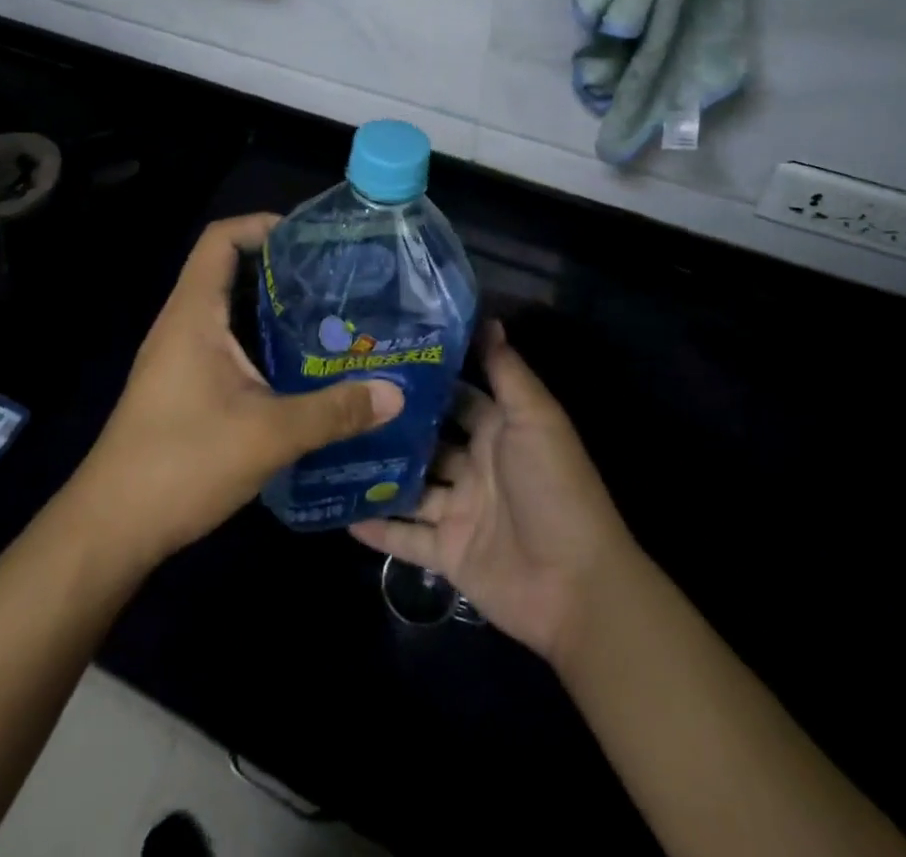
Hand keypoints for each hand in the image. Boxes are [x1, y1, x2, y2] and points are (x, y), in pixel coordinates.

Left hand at [70, 214, 405, 567]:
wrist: (111, 528)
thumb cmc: (182, 463)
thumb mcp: (268, 436)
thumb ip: (333, 412)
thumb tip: (395, 394)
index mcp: (193, 314)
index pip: (220, 239)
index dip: (261, 225)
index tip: (310, 239)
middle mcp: (183, 325)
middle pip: (230, 271)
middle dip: (281, 269)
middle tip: (336, 281)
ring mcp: (179, 357)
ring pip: (230, 312)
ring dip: (274, 310)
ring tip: (329, 319)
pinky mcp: (184, 387)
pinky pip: (227, 345)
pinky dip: (262, 343)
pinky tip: (299, 370)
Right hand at [352, 323, 633, 665]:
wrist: (576, 586)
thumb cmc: (554, 488)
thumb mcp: (534, 418)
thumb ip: (507, 372)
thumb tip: (488, 319)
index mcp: (499, 432)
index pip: (457, 396)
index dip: (427, 378)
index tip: (382, 355)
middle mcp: (477, 467)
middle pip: (427, 440)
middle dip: (393, 423)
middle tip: (342, 397)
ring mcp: (460, 512)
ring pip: (411, 486)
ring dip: (379, 472)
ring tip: (329, 447)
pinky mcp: (448, 554)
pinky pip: (405, 538)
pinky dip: (377, 527)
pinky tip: (338, 509)